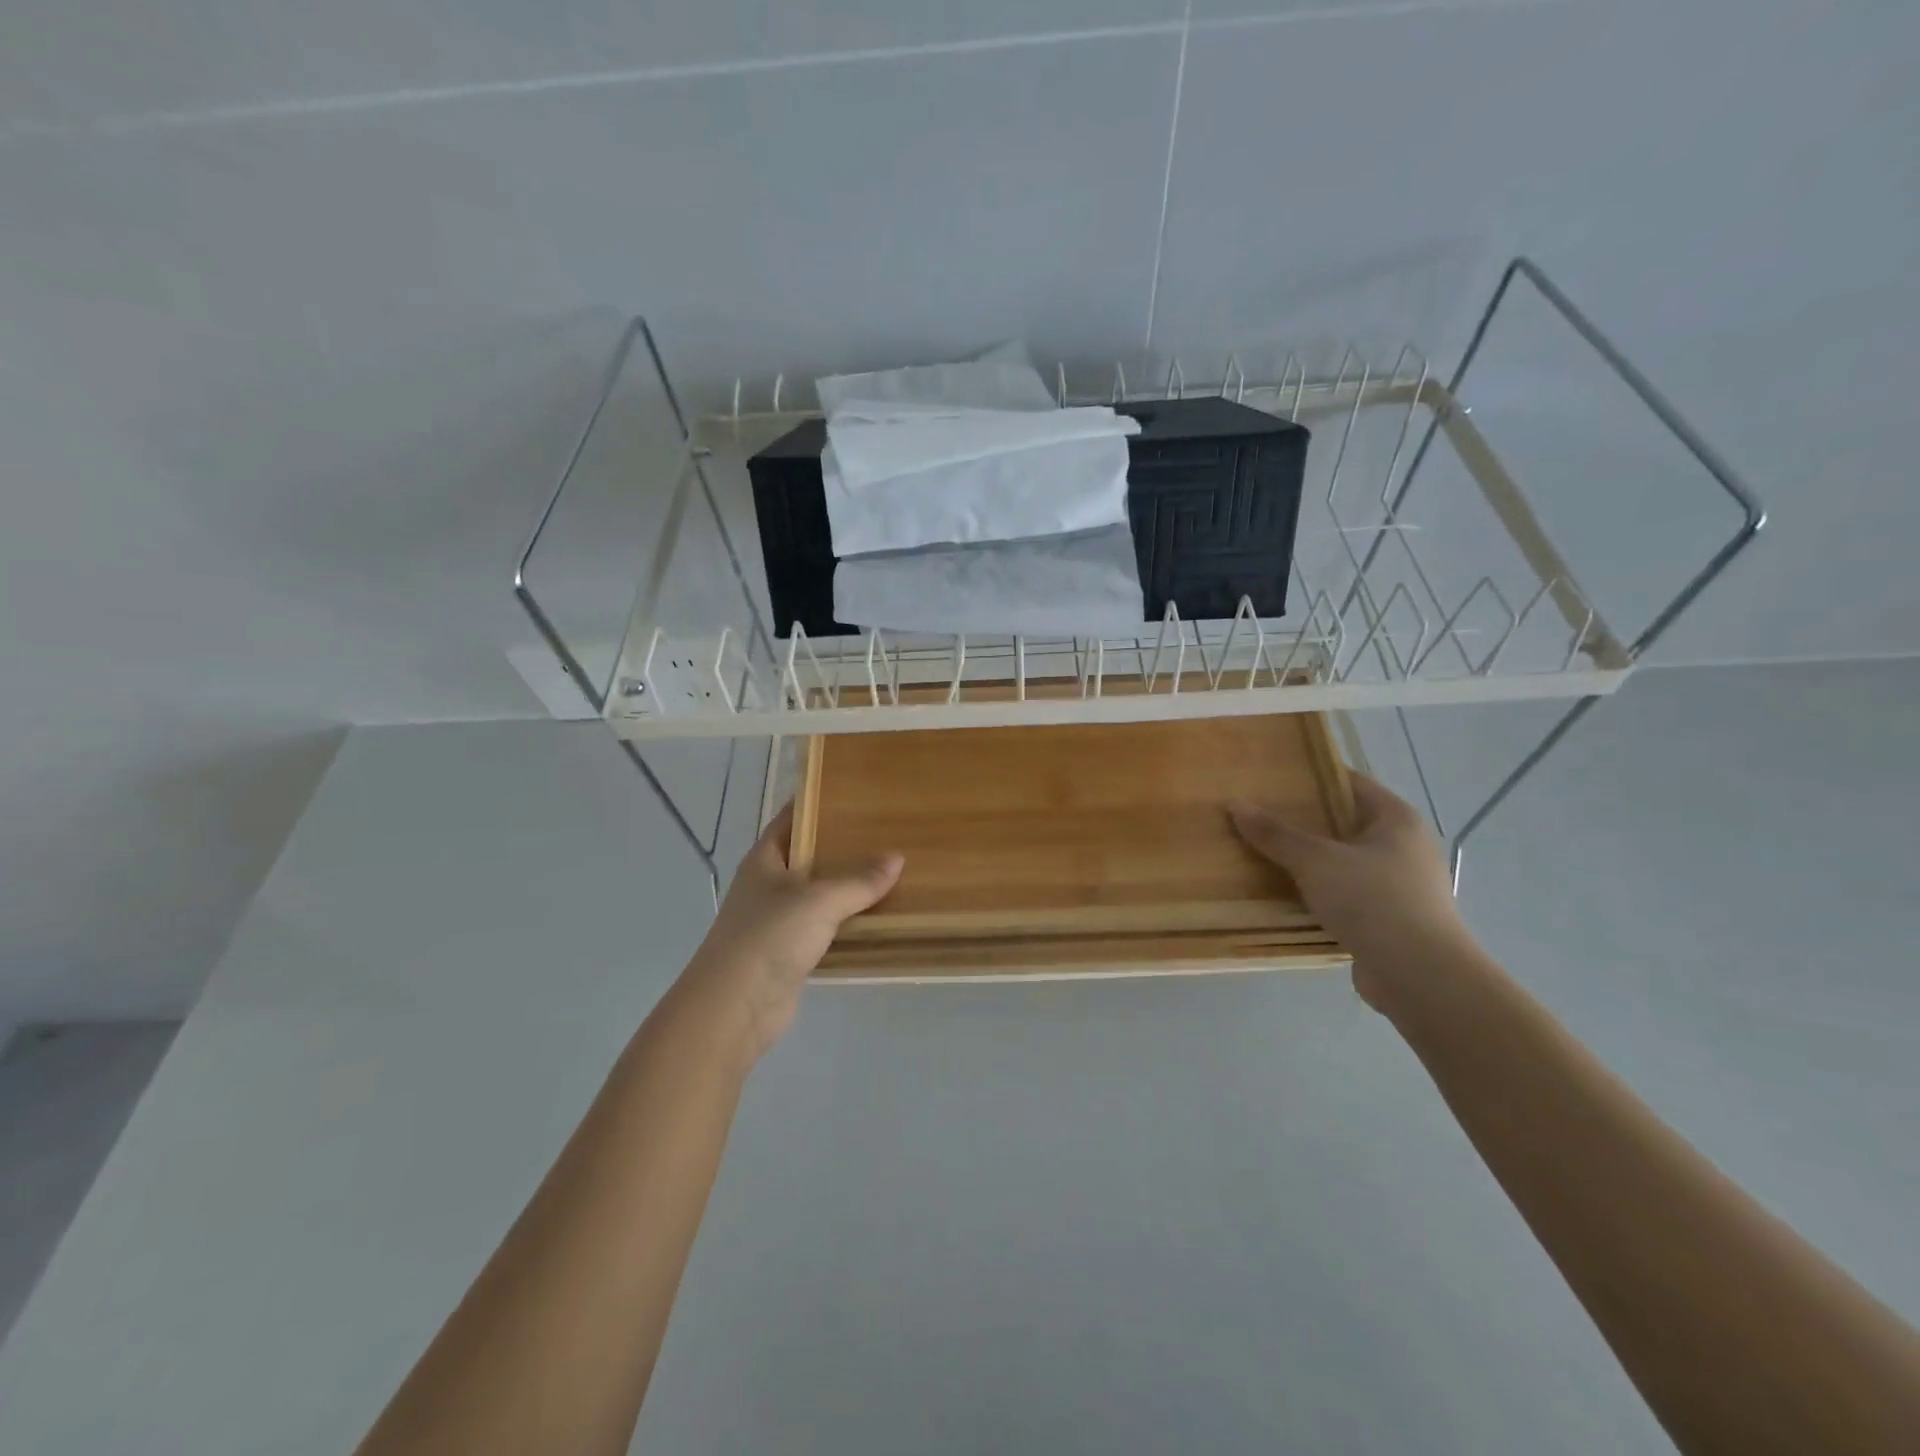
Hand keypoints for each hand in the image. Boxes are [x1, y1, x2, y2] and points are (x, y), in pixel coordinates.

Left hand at [679, 804, 903, 1061]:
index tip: (851, 792)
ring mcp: (777, 921)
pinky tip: (876, 916)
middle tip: (883, 831)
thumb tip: (897, 858)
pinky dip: (846, 922)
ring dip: (847, 887)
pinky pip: (824, 927)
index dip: (815, 803)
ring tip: (889, 869)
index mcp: (764, 860)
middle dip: (841, 846)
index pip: (790, 819)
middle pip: (808, 856)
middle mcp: (768, 885)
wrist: (735, 1007)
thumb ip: (859, 881)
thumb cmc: (769, 937)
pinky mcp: (789, 952)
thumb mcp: (819, 901)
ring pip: (818, 894)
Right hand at [1229, 774, 1470, 1010]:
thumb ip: (1275, 834)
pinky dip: (1318, 891)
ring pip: (1343, 860)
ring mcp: (1400, 885)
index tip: (1271, 777)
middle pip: (1344, 822)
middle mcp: (1405, 846)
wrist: (1420, 977)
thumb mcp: (1316, 861)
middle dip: (1303, 820)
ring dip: (1308, 859)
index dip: (1311, 777)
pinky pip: (1345, 893)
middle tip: (1258, 814)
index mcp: (1397, 819)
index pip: (1349, 783)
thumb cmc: (1373, 901)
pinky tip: (1285, 894)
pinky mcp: (1390, 919)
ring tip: (1263, 853)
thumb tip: (1235, 804)